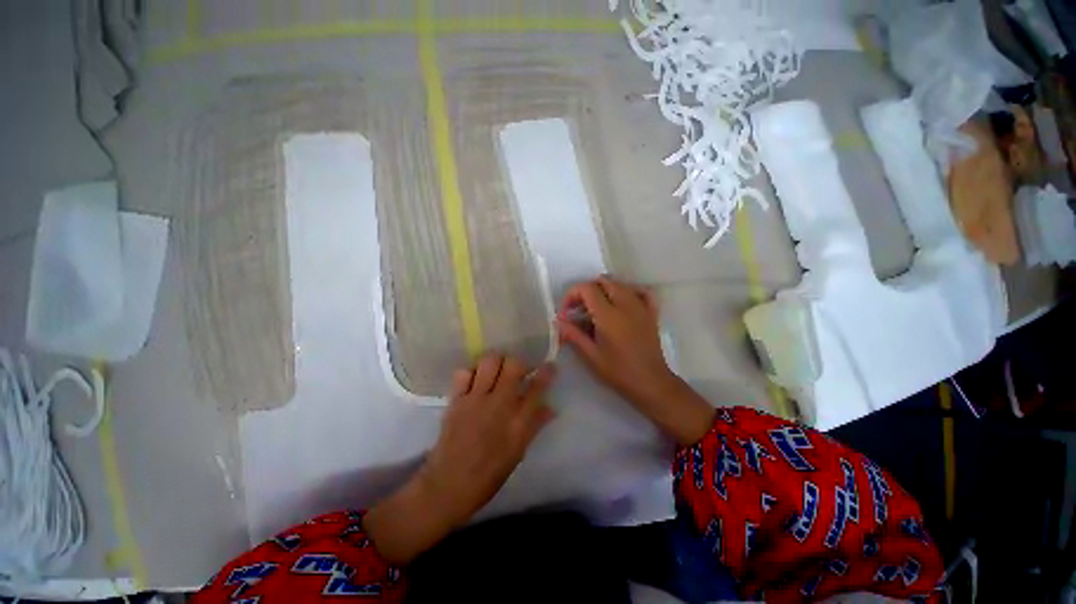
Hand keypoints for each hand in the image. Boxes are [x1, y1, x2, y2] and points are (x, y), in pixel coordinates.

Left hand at [365, 355, 555, 563]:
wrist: (449, 485)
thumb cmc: (488, 474)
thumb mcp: (518, 451)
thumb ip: (535, 425)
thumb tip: (551, 408)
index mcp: (518, 421)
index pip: (538, 388)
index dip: (546, 372)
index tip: (550, 365)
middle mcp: (500, 404)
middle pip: (513, 365)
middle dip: (518, 362)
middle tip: (516, 371)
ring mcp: (476, 399)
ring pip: (489, 361)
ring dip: (496, 362)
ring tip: (495, 372)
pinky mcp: (457, 400)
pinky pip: (464, 373)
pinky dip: (471, 372)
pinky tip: (473, 382)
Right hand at [556, 276, 714, 444]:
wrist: (650, 383)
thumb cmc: (618, 371)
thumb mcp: (590, 355)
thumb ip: (573, 334)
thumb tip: (559, 321)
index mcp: (608, 315)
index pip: (586, 288)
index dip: (572, 295)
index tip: (566, 312)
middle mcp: (625, 304)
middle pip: (602, 281)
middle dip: (586, 291)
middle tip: (579, 311)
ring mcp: (640, 306)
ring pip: (620, 283)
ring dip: (604, 290)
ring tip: (596, 308)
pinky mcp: (651, 313)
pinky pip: (641, 291)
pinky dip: (629, 291)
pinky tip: (622, 302)